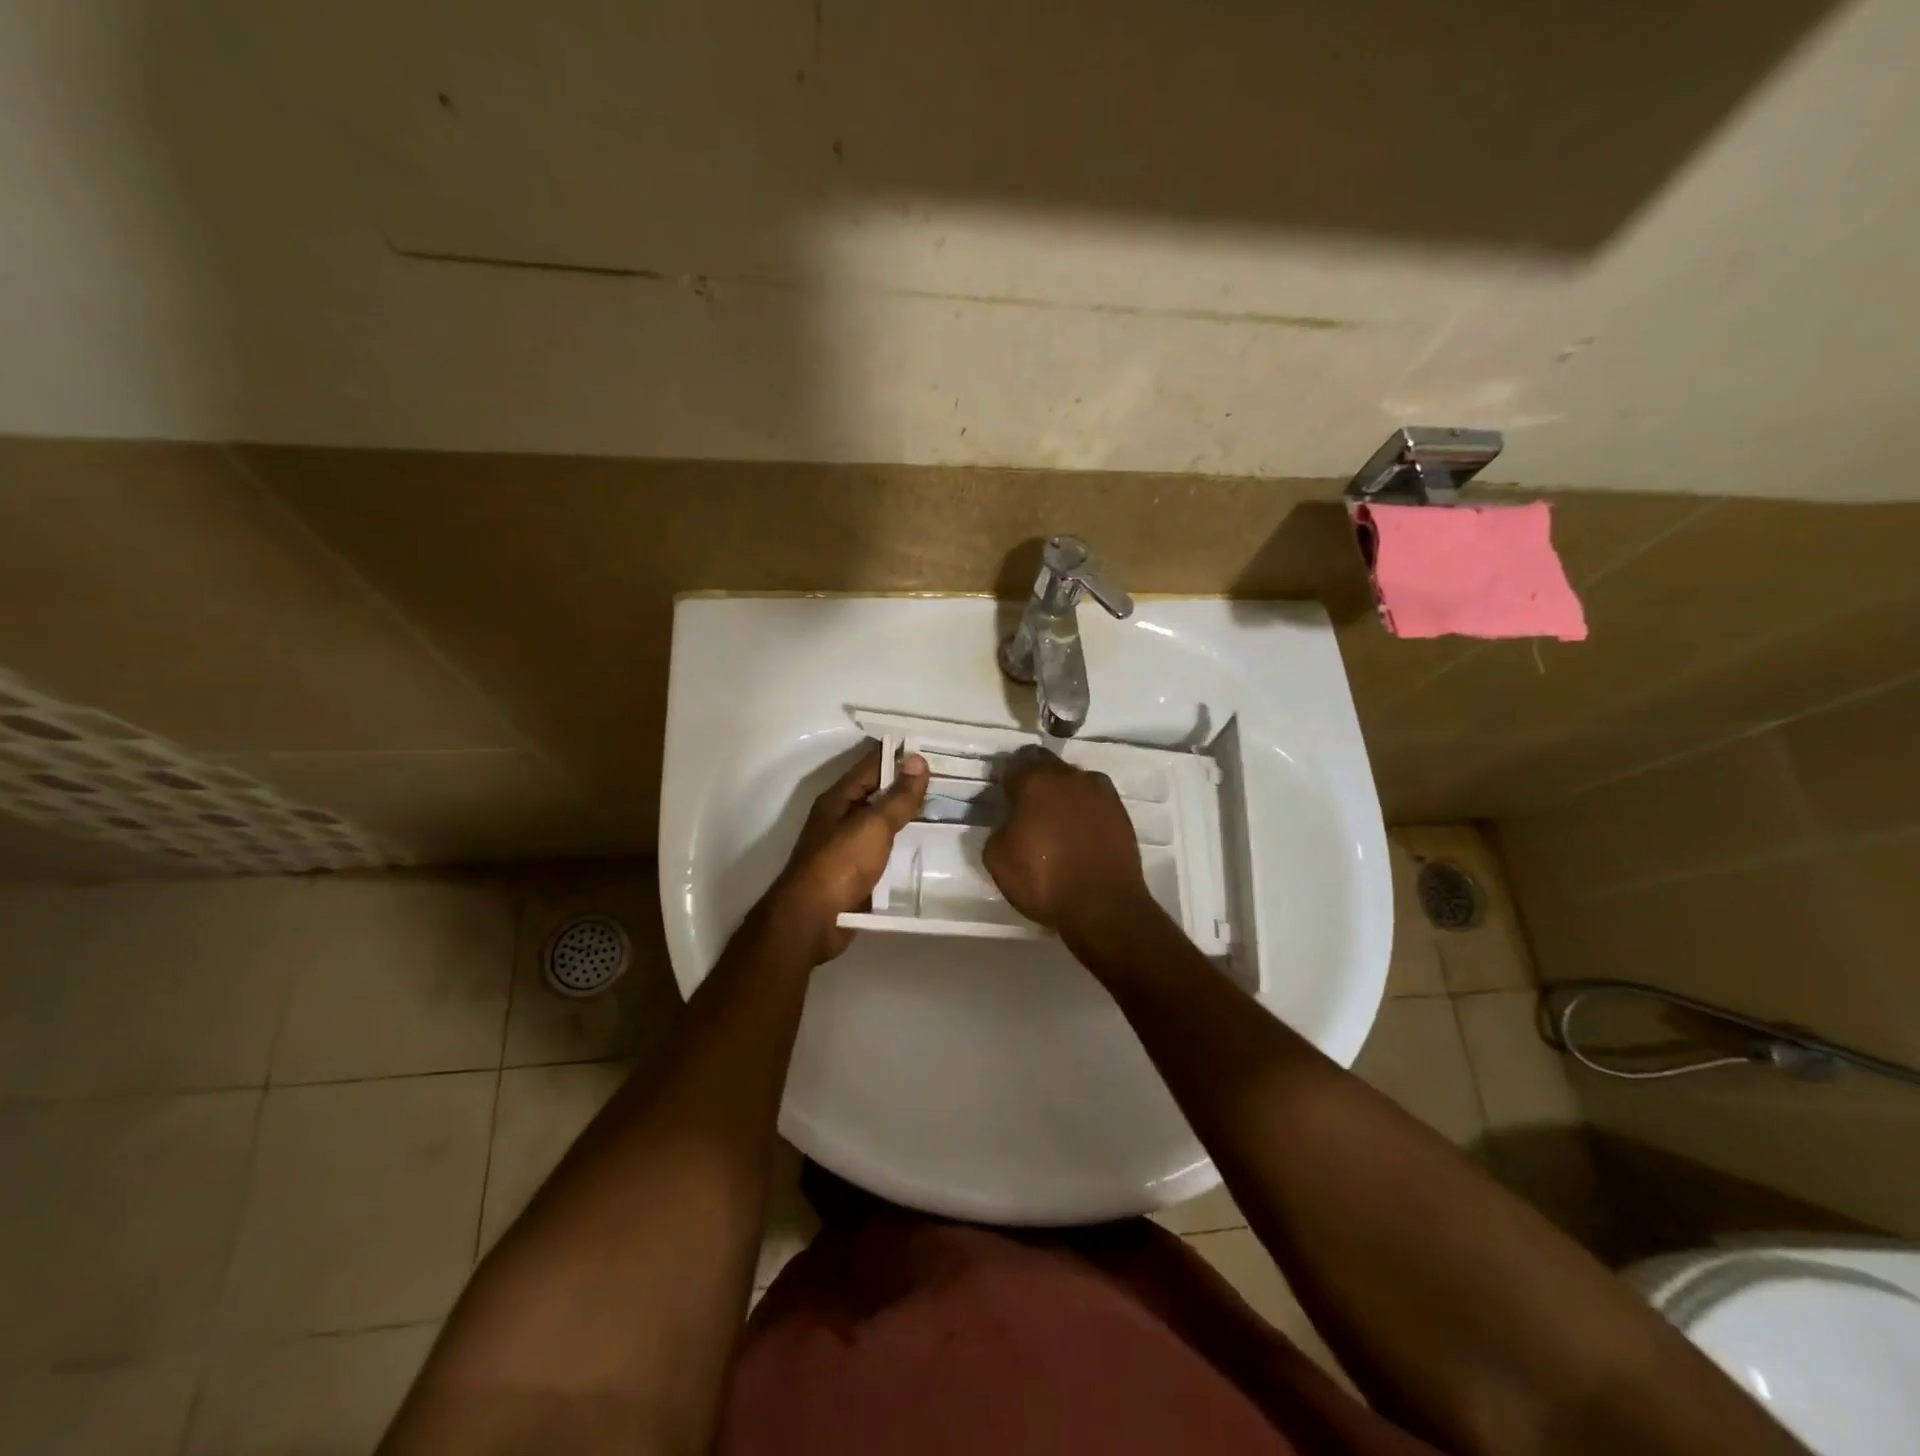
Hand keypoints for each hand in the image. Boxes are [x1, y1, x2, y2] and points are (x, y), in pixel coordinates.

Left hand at [765, 740, 928, 963]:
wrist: (812, 921)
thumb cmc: (840, 864)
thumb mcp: (873, 825)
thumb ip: (898, 796)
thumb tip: (918, 759)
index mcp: (839, 797)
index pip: (873, 763)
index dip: (902, 753)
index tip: (936, 746)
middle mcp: (841, 816)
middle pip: (879, 792)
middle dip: (910, 786)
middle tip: (952, 779)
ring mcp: (847, 845)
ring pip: (883, 822)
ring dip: (909, 816)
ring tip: (948, 809)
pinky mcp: (856, 872)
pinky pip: (885, 849)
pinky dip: (904, 845)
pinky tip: (928, 846)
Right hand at [983, 747, 1153, 944]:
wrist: (1104, 906)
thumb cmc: (1044, 881)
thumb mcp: (997, 858)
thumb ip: (999, 826)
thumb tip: (1011, 819)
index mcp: (1034, 781)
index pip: (1013, 764)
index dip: (1005, 778)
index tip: (1002, 795)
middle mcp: (1069, 776)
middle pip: (1045, 764)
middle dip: (1034, 778)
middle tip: (1027, 804)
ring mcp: (1099, 790)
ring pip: (1072, 779)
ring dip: (1061, 791)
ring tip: (1056, 819)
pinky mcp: (1120, 809)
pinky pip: (1093, 798)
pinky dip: (1083, 807)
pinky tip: (1079, 830)